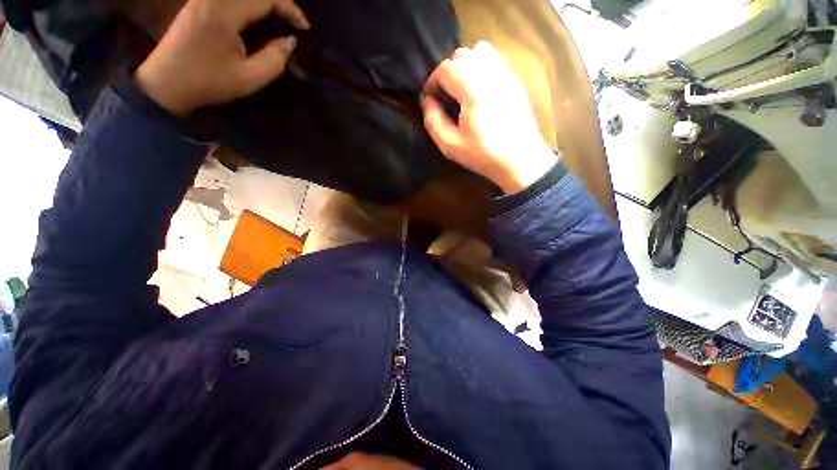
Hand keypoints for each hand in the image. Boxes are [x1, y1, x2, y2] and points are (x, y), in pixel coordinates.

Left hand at [135, 0, 309, 115]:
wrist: (166, 82)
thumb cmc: (208, 82)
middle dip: (280, 3)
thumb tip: (290, 41)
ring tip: (279, 22)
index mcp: (224, 13)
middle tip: (293, 25)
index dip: (290, 8)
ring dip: (265, 4)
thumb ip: (275, 59)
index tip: (304, 28)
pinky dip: (251, 5)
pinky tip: (258, 20)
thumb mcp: (249, 79)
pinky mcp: (200, 3)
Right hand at [422, 41, 557, 193]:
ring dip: (465, 66)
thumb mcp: (451, 146)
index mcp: (473, 89)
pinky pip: (494, 60)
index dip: (432, 81)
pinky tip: (479, 90)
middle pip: (461, 55)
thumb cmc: (484, 155)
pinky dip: (481, 67)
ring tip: (462, 90)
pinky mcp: (515, 80)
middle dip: (447, 73)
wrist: (520, 161)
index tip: (430, 99)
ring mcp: (506, 74)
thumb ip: (433, 121)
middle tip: (445, 96)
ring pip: (479, 52)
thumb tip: (426, 101)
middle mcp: (490, 73)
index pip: (446, 68)